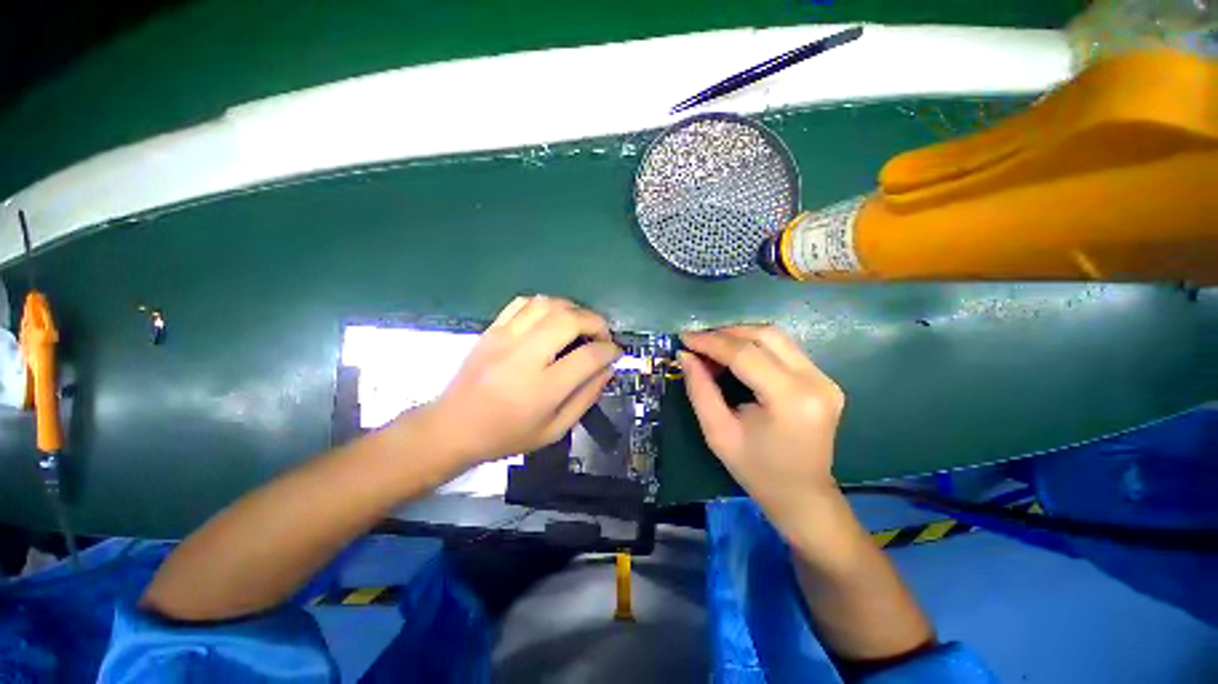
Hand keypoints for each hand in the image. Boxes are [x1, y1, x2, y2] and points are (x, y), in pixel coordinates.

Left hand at [419, 296, 621, 467]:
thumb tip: (607, 369)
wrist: (453, 426)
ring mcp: (505, 338)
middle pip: (569, 320)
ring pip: (548, 304)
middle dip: (596, 322)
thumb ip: (586, 398)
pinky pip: (523, 303)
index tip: (615, 353)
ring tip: (581, 324)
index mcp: (542, 389)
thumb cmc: (507, 435)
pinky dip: (545, 304)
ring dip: (573, 309)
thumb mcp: (554, 430)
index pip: (588, 357)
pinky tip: (552, 318)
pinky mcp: (492, 329)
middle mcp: (525, 357)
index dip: (610, 351)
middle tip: (602, 334)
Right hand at [680, 326, 844, 535]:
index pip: (745, 354)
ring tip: (712, 348)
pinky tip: (735, 356)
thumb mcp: (718, 433)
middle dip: (725, 333)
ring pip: (776, 337)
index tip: (684, 338)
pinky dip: (755, 346)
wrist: (802, 496)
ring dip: (740, 336)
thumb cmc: (756, 470)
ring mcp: (825, 378)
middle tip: (697, 342)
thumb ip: (700, 390)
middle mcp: (815, 382)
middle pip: (765, 335)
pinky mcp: (824, 379)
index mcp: (790, 400)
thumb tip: (685, 355)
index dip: (711, 342)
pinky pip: (784, 349)